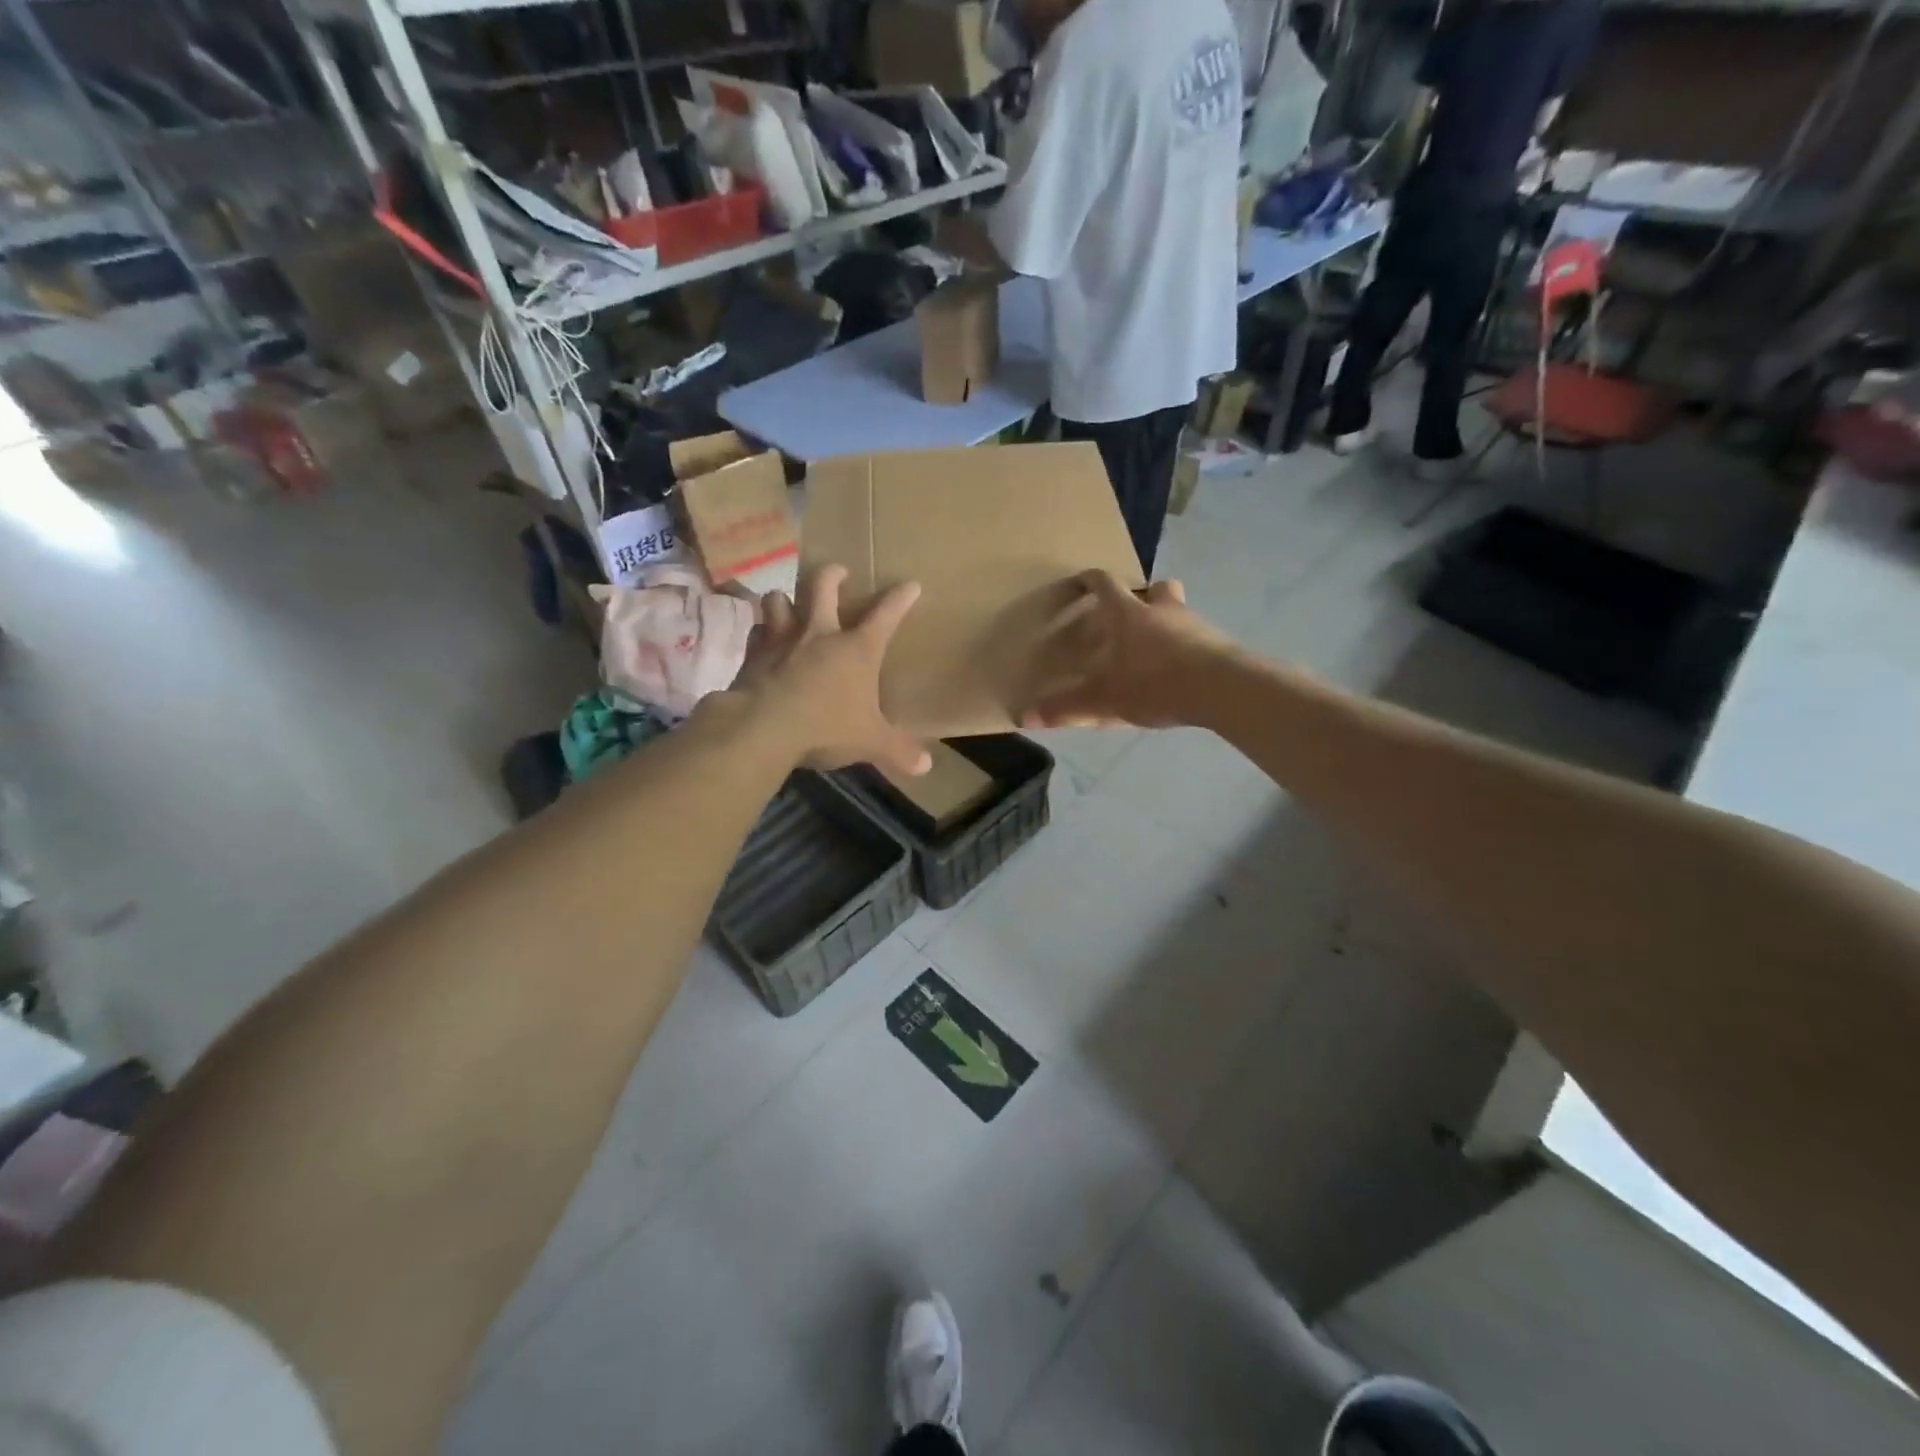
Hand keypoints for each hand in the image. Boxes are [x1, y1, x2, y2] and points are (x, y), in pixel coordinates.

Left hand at [734, 564, 930, 777]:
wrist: (763, 729)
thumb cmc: (826, 727)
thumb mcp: (870, 742)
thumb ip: (898, 751)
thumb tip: (926, 767)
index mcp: (857, 649)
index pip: (886, 614)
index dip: (901, 598)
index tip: (911, 585)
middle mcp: (819, 634)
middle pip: (823, 586)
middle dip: (832, 575)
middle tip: (837, 572)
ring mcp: (782, 640)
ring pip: (779, 600)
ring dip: (786, 599)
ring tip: (790, 604)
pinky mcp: (753, 655)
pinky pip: (756, 631)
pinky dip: (760, 632)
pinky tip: (763, 639)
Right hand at [1023, 571, 1234, 729]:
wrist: (1222, 690)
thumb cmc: (1155, 683)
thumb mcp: (1104, 700)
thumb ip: (1066, 707)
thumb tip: (1023, 716)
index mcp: (1129, 614)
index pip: (1104, 584)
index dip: (1089, 581)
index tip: (1079, 583)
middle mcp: (1163, 610)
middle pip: (1155, 589)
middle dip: (1143, 598)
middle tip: (1129, 619)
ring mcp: (1195, 625)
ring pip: (1179, 612)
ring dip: (1166, 624)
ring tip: (1153, 653)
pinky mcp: (1218, 645)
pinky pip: (1197, 639)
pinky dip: (1185, 650)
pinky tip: (1179, 675)